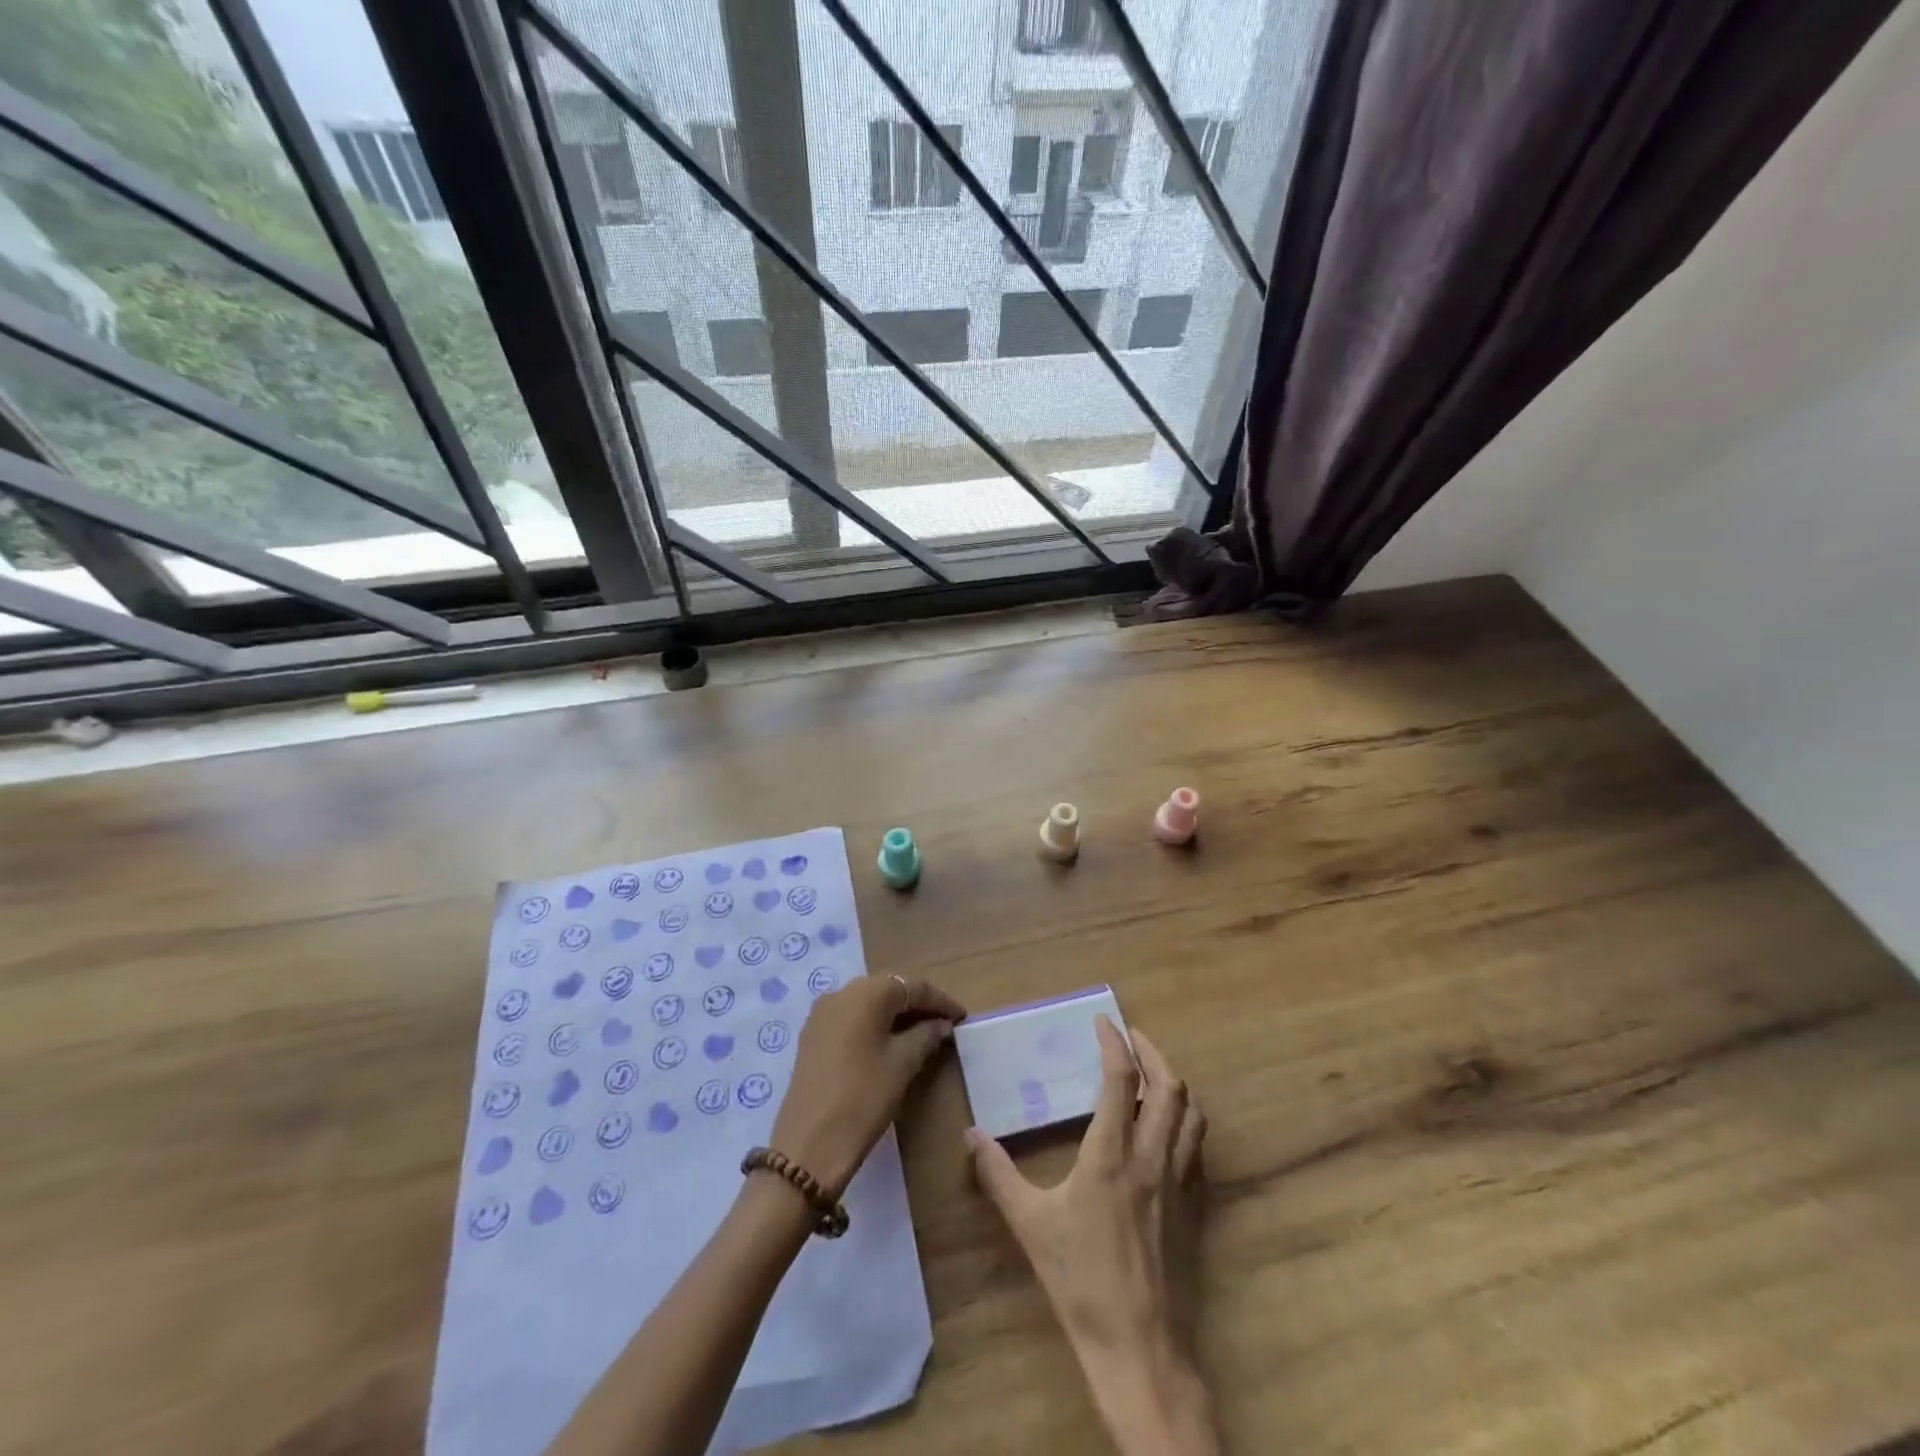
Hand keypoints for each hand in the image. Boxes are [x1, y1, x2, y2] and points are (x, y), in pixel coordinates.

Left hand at [770, 975, 964, 1196]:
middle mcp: (841, 992)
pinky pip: (851, 1018)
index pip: (913, 986)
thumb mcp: (903, 1065)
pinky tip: (890, 1043)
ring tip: (922, 1034)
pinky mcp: (812, 1035)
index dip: (941, 1001)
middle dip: (918, 1004)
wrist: (808, 1145)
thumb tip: (941, 1024)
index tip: (962, 1017)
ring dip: (895, 1014)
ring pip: (868, 1003)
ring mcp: (822, 1013)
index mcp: (867, 993)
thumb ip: (926, 1036)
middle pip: (889, 989)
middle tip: (944, 1025)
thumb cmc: (864, 1098)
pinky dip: (874, 1025)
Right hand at [967, 1019, 1215, 1455]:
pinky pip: (1198, 1149)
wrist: (1139, 1347)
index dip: (1115, 1043)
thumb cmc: (1080, 1281)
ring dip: (1175, 1084)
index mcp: (1112, 1154)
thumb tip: (970, 1136)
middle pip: (1170, 1087)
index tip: (1104, 1022)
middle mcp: (1153, 1158)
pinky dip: (1186, 1123)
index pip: (1122, 1080)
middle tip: (1132, 1038)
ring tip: (1154, 1075)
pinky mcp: (1194, 1209)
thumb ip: (998, 1174)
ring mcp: (1179, 1183)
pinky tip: (1169, 1131)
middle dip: (1152, 1053)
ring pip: (1192, 1115)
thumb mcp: (1030, 1224)